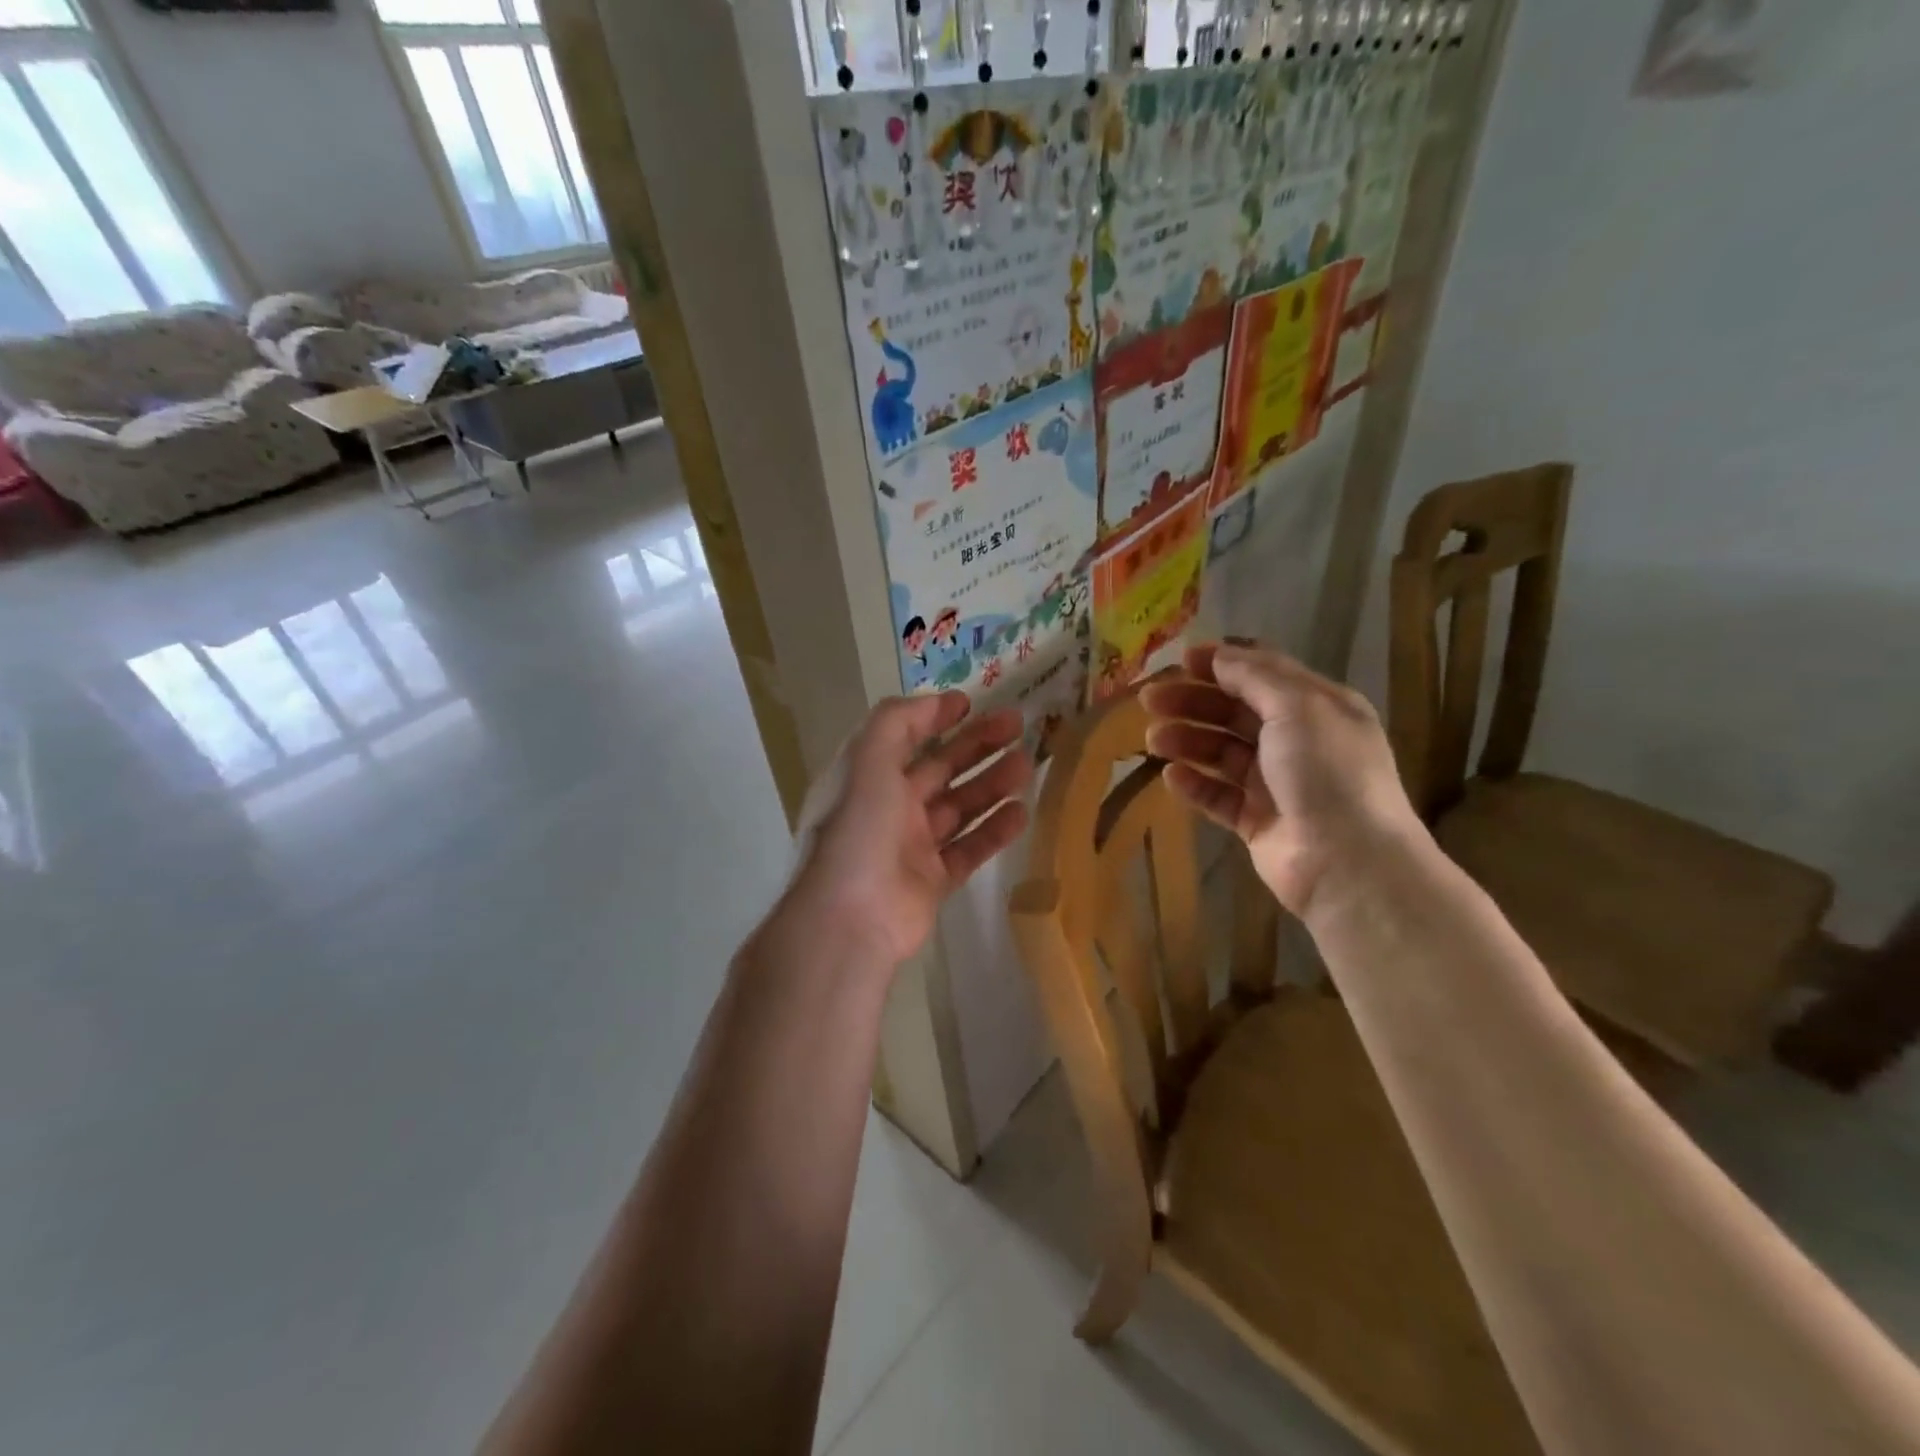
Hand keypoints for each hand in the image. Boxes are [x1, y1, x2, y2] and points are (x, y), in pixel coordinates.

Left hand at [791, 693, 1033, 966]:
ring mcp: (912, 846)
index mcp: (869, 778)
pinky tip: (1021, 813)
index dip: (935, 718)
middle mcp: (890, 808)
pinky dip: (994, 831)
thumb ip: (897, 722)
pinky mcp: (933, 881)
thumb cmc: (860, 830)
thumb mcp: (869, 760)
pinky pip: (969, 849)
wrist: (852, 917)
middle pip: (940, 769)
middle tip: (1017, 726)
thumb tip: (936, 703)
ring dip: (991, 784)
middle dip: (977, 745)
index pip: (905, 738)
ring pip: (959, 807)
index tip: (971, 702)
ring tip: (1027, 765)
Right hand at [1141, 643, 1424, 917]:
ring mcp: (1277, 784)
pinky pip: (1219, 796)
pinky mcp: (1257, 822)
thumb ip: (1255, 677)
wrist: (1348, 862)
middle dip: (1193, 702)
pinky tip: (1171, 777)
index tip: (1180, 660)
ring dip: (1187, 741)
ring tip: (1153, 740)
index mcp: (1318, 707)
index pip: (1264, 674)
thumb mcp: (1298, 707)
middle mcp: (1298, 741)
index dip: (1223, 664)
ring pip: (1222, 753)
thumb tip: (1218, 654)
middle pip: (1235, 712)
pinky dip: (1195, 784)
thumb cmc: (1327, 772)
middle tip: (1150, 700)